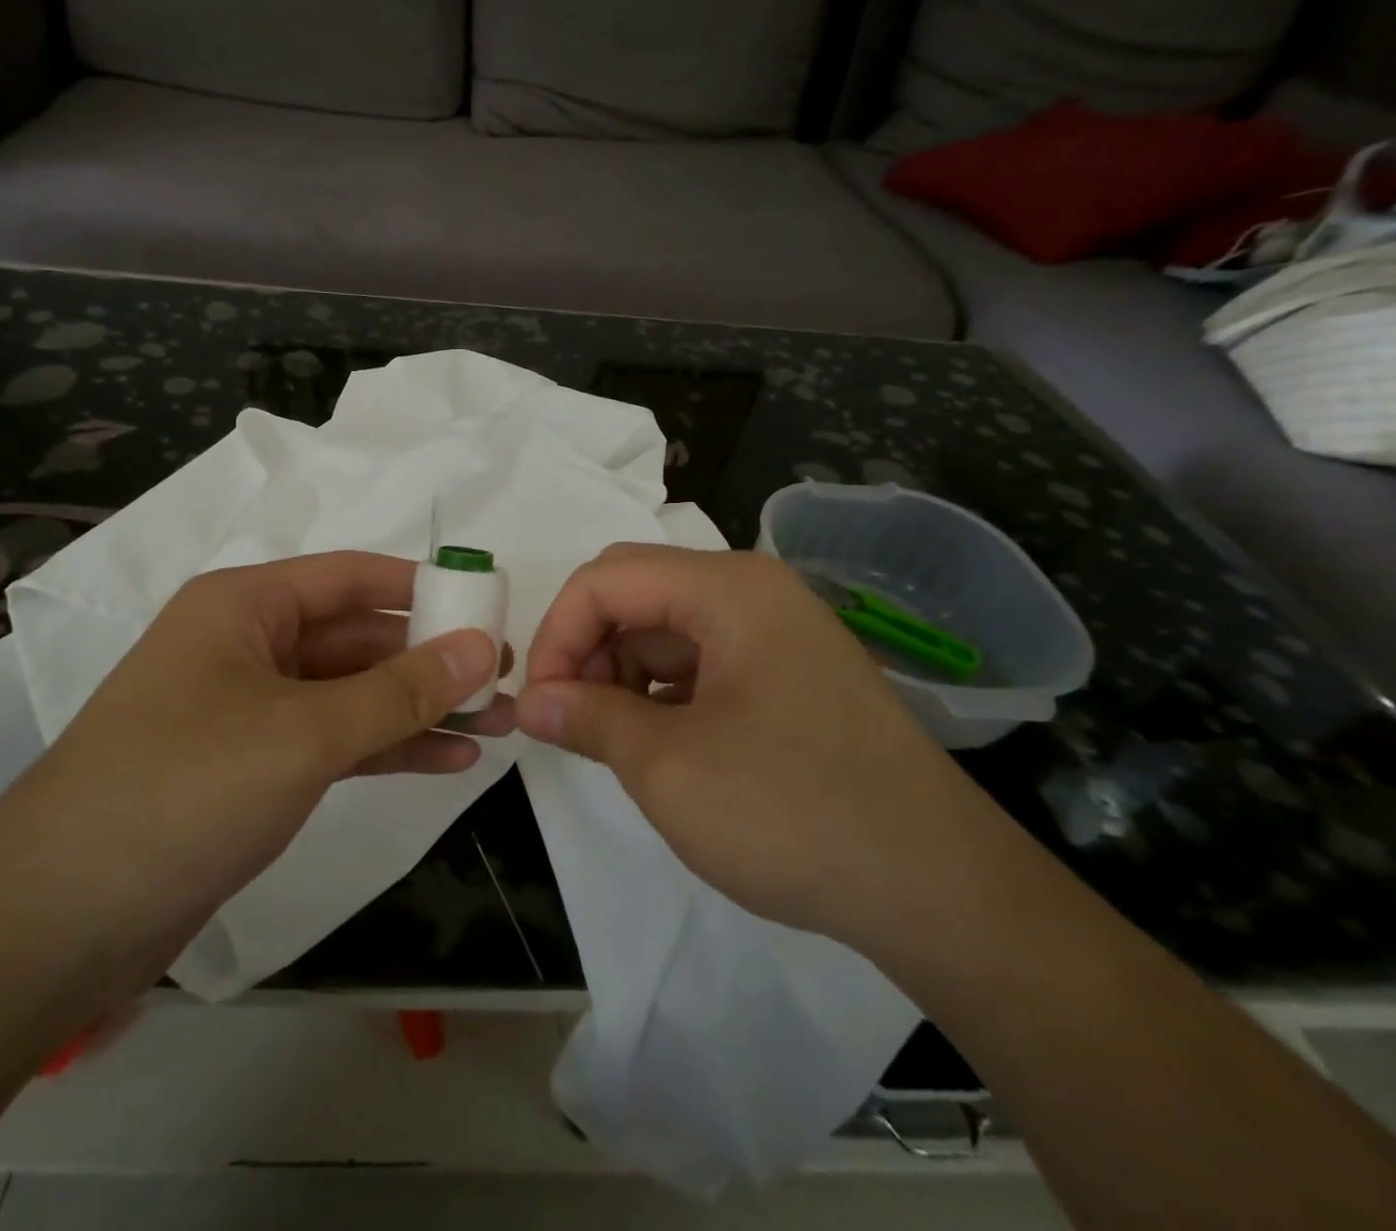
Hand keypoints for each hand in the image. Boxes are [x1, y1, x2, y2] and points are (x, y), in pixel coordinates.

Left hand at [0, 551, 513, 970]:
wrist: (61, 919)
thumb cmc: (185, 789)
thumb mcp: (305, 732)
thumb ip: (399, 690)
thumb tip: (481, 648)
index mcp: (244, 606)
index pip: (351, 577)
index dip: (423, 588)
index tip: (488, 608)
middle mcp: (245, 645)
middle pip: (355, 637)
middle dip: (430, 660)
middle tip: (504, 681)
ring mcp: (247, 710)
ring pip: (349, 693)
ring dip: (418, 708)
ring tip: (497, 725)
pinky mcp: (250, 768)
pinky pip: (332, 741)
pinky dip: (386, 747)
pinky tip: (448, 759)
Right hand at [515, 544, 1000, 947]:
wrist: (943, 894)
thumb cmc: (793, 813)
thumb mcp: (668, 767)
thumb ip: (587, 718)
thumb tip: (530, 702)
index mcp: (727, 589)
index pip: (605, 579)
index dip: (556, 634)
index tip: (538, 703)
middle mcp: (753, 593)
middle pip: (635, 594)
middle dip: (586, 650)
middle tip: (566, 720)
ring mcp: (776, 634)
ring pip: (664, 630)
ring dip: (620, 675)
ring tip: (609, 740)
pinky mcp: (788, 676)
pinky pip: (700, 662)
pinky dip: (660, 694)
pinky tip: (657, 745)